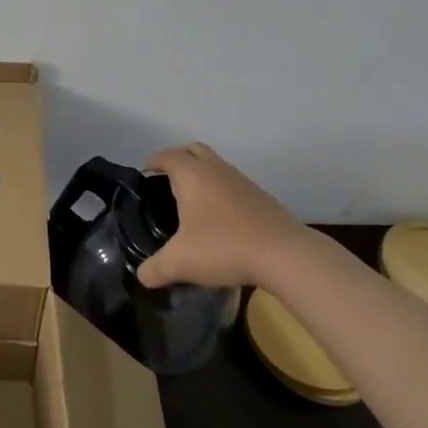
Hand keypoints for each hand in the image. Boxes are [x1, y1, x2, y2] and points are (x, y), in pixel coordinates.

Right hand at [135, 143, 311, 289]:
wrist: (285, 255)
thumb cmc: (223, 247)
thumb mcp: (180, 262)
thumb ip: (155, 269)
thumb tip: (142, 276)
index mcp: (192, 175)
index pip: (168, 156)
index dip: (154, 160)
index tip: (145, 171)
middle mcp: (217, 170)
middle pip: (194, 150)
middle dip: (179, 159)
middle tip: (167, 179)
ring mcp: (242, 182)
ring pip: (217, 166)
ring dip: (202, 175)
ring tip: (191, 201)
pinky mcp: (262, 198)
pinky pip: (233, 185)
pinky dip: (221, 192)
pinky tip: (219, 218)